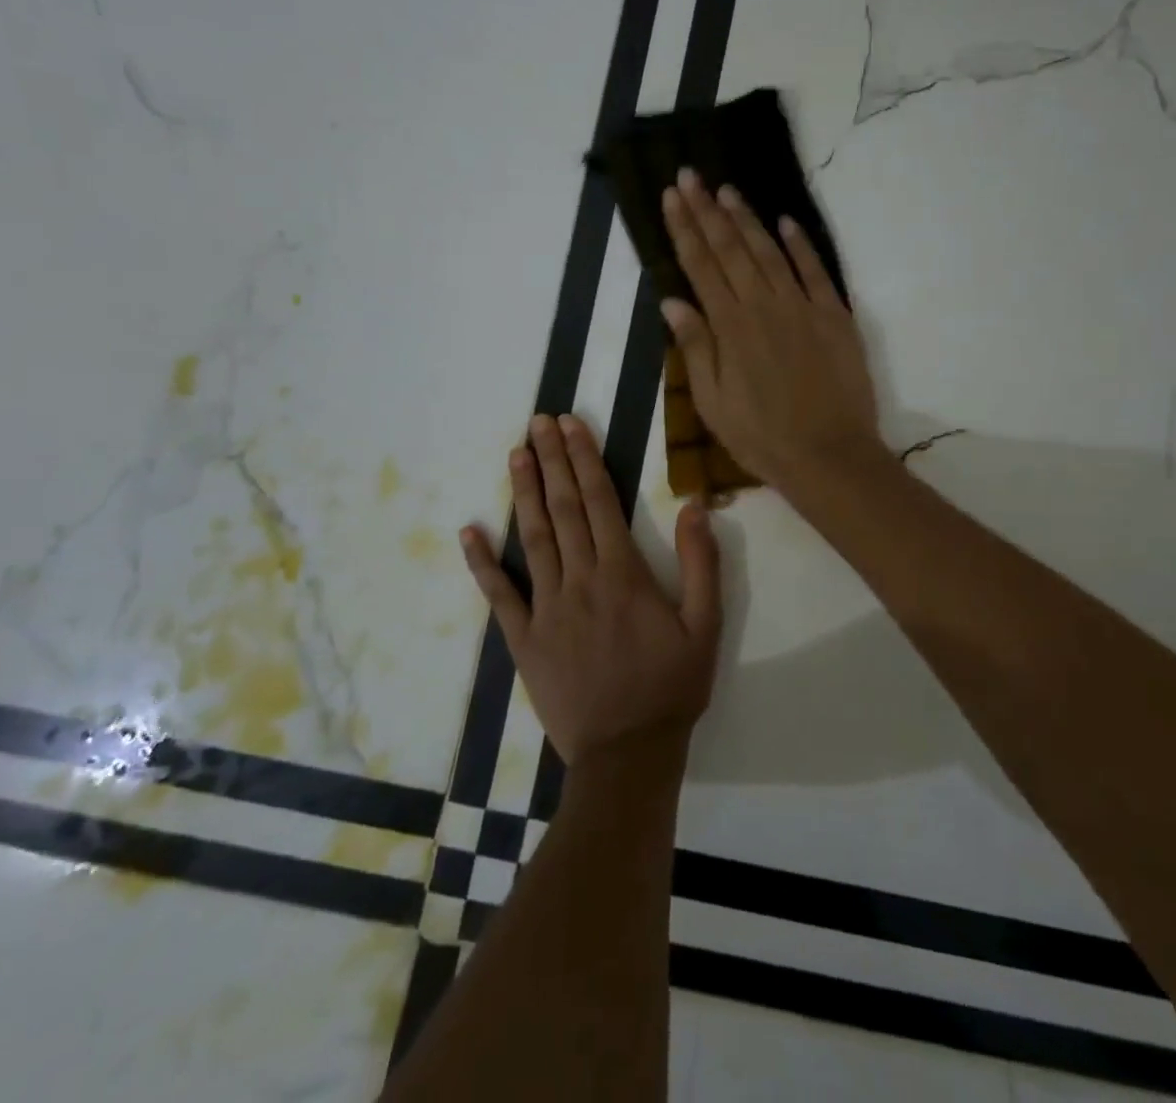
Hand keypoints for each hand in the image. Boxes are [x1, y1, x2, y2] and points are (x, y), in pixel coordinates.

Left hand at [459, 414, 721, 763]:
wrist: (627, 754)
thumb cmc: (670, 687)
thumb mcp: (706, 626)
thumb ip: (702, 564)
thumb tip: (695, 506)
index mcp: (623, 574)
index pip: (600, 501)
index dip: (585, 459)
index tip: (570, 425)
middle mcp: (580, 580)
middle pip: (563, 508)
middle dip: (552, 461)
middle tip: (537, 422)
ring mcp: (547, 609)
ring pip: (533, 539)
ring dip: (524, 493)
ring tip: (516, 455)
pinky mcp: (524, 639)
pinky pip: (499, 594)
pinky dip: (482, 562)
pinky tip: (469, 531)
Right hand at [660, 170, 883, 491]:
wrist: (830, 457)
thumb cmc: (762, 438)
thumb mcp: (713, 404)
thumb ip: (694, 348)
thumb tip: (671, 301)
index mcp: (730, 328)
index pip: (700, 266)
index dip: (684, 229)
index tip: (670, 196)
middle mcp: (763, 307)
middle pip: (731, 249)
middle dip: (707, 210)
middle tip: (690, 175)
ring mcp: (803, 307)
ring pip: (770, 252)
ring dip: (747, 218)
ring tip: (727, 189)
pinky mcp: (835, 316)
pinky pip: (816, 271)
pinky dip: (800, 244)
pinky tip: (785, 222)